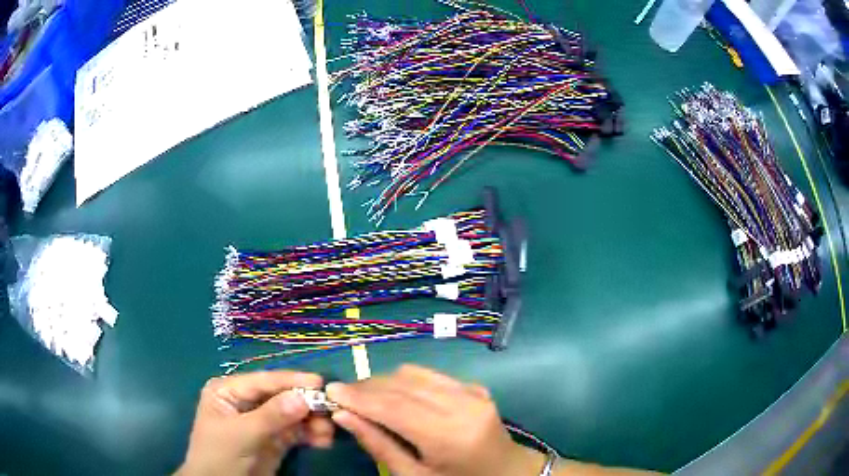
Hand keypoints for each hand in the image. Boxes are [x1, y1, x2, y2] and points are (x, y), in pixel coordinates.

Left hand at [177, 371, 334, 475]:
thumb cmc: (219, 455)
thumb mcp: (241, 435)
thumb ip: (271, 417)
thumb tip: (303, 398)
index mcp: (229, 391)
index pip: (263, 381)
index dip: (290, 380)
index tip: (319, 381)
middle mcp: (247, 402)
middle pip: (281, 396)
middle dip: (305, 403)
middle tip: (330, 409)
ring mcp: (262, 421)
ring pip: (292, 414)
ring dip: (312, 421)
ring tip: (328, 431)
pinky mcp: (275, 440)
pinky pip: (296, 432)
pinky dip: (311, 435)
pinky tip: (323, 440)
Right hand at [326, 365, 543, 475]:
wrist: (506, 472)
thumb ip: (379, 445)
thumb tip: (343, 415)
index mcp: (450, 435)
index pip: (394, 407)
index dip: (359, 397)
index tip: (330, 391)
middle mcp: (463, 405)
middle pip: (403, 385)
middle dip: (367, 387)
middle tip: (342, 395)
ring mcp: (473, 392)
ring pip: (415, 373)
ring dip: (384, 381)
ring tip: (365, 396)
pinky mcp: (475, 386)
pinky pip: (431, 375)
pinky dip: (406, 381)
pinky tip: (396, 395)